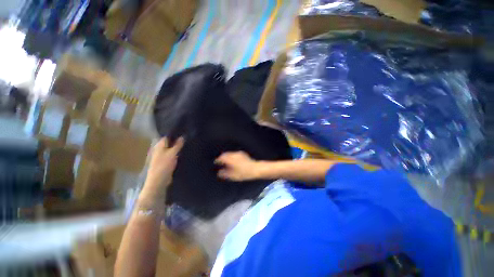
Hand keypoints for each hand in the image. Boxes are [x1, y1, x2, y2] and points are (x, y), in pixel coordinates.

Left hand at [142, 137, 184, 198]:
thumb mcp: (173, 153)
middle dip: (177, 140)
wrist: (158, 181)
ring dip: (178, 147)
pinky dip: (177, 153)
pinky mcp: (165, 162)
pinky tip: (184, 153)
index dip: (175, 134)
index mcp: (160, 145)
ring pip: (171, 149)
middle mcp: (160, 149)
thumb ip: (178, 145)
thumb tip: (183, 136)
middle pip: (169, 142)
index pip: (167, 136)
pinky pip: (172, 155)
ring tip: (188, 144)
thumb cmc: (164, 165)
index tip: (184, 132)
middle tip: (188, 138)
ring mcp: (162, 156)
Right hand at [215, 151, 259, 180]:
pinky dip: (231, 156)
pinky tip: (233, 160)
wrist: (255, 169)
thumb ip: (225, 174)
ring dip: (227, 156)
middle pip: (225, 154)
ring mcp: (239, 154)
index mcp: (231, 159)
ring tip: (226, 161)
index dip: (218, 160)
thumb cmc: (244, 173)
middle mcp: (234, 155)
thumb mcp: (233, 176)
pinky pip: (234, 154)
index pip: (222, 158)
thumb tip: (219, 173)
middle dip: (222, 157)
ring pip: (230, 153)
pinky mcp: (243, 154)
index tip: (216, 162)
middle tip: (220, 161)